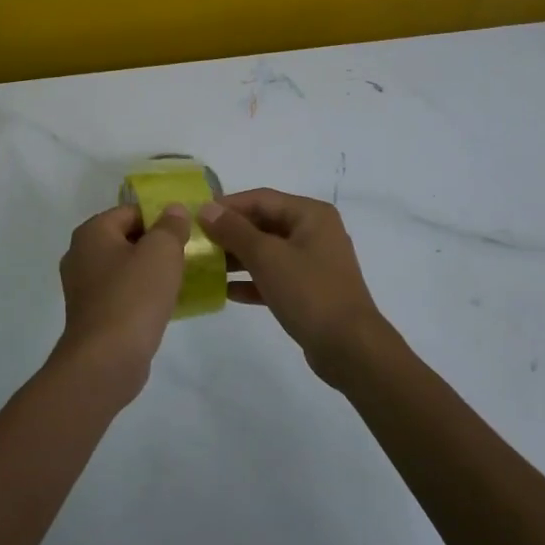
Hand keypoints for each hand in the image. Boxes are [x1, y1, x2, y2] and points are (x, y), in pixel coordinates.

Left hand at [52, 203, 191, 397]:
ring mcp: (84, 288)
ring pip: (126, 268)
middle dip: (158, 244)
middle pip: (127, 239)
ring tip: (183, 278)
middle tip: (189, 253)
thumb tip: (174, 210)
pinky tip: (166, 304)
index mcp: (92, 233)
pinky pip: (123, 294)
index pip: (131, 211)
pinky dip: (142, 295)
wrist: (107, 359)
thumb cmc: (134, 296)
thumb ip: (170, 225)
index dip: (161, 217)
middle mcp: (81, 255)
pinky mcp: (93, 315)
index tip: (188, 231)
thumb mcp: (161, 251)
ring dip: (152, 271)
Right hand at [196, 189, 391, 374]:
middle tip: (197, 243)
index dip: (227, 205)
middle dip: (230, 233)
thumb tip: (206, 208)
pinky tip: (227, 292)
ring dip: (238, 258)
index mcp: (310, 214)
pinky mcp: (310, 289)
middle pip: (264, 223)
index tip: (195, 217)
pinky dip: (253, 281)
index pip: (261, 198)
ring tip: (205, 267)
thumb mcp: (267, 257)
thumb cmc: (308, 292)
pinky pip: (275, 276)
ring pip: (268, 251)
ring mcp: (314, 262)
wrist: (349, 346)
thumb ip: (234, 230)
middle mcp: (315, 232)